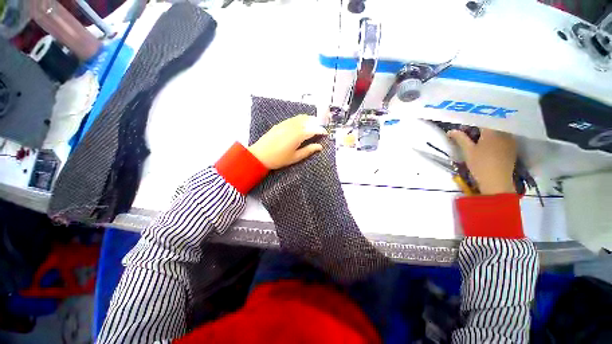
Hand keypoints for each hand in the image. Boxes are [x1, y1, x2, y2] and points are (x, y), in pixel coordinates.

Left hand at [248, 115, 326, 169]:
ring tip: (313, 126)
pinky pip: (293, 119)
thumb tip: (320, 146)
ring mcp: (286, 123)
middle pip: (308, 120)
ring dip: (309, 120)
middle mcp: (293, 126)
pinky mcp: (280, 124)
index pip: (313, 129)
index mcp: (298, 135)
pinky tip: (301, 125)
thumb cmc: (279, 159)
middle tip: (320, 128)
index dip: (321, 131)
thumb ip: (309, 150)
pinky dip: (300, 120)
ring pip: (301, 118)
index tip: (326, 133)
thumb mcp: (295, 157)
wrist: (260, 155)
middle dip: (316, 123)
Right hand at [448, 128, 516, 194]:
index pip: (482, 120)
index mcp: (492, 131)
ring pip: (498, 130)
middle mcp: (504, 132)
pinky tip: (488, 145)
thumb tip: (450, 131)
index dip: (471, 122)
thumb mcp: (467, 151)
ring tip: (477, 139)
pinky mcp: (512, 147)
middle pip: (491, 124)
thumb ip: (460, 138)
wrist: (497, 181)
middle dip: (479, 127)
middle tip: (468, 133)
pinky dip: (495, 138)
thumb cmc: (480, 165)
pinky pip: (503, 137)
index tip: (463, 127)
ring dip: (487, 132)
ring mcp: (510, 140)